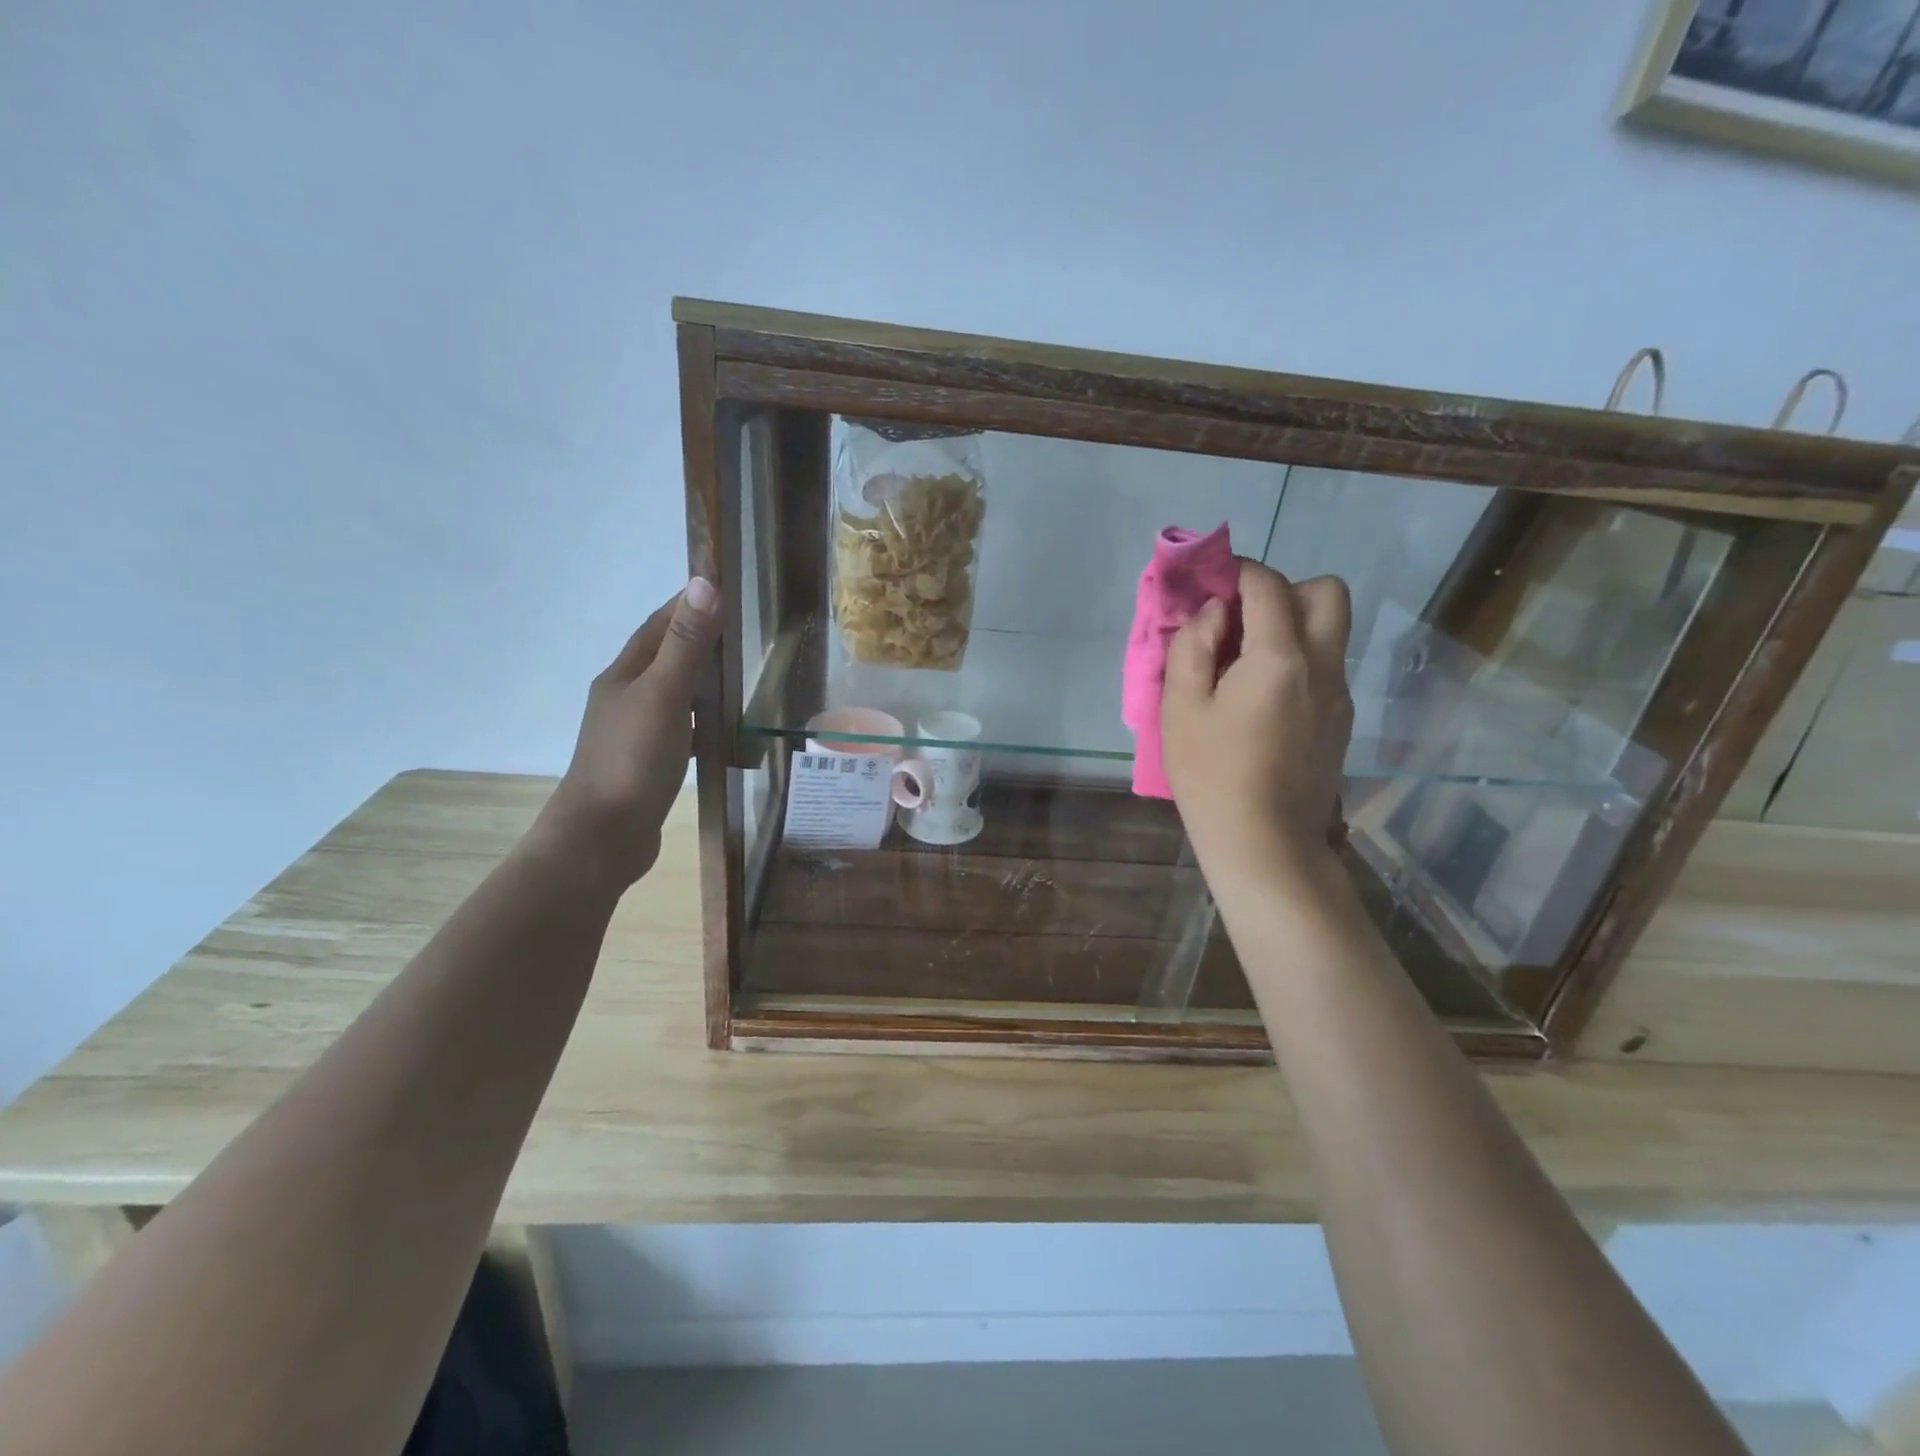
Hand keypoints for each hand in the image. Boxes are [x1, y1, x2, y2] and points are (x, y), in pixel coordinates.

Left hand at [535, 578, 721, 888]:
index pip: (656, 627)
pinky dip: (700, 718)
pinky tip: (720, 726)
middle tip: (742, 630)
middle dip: (696, 639)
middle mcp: (624, 699)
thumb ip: (685, 644)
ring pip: (671, 694)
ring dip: (699, 679)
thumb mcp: (664, 695)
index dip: (685, 605)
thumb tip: (703, 583)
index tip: (721, 588)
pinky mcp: (647, 764)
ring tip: (739, 673)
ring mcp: (634, 734)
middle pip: (662, 658)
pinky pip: (679, 727)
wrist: (602, 836)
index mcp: (623, 676)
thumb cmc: (632, 759)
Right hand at [1162, 561, 1352, 895]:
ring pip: (1332, 630)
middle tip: (1243, 619)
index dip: (1239, 571)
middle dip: (1285, 589)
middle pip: (1327, 592)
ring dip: (1294, 624)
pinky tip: (1262, 698)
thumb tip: (1215, 614)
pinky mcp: (1342, 721)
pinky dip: (1299, 659)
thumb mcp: (1181, 708)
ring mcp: (1340, 694)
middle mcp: (1323, 666)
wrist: (1265, 844)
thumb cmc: (1211, 775)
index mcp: (1280, 658)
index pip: (1269, 586)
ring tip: (1246, 661)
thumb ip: (1193, 647)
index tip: (1213, 582)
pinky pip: (1327, 666)